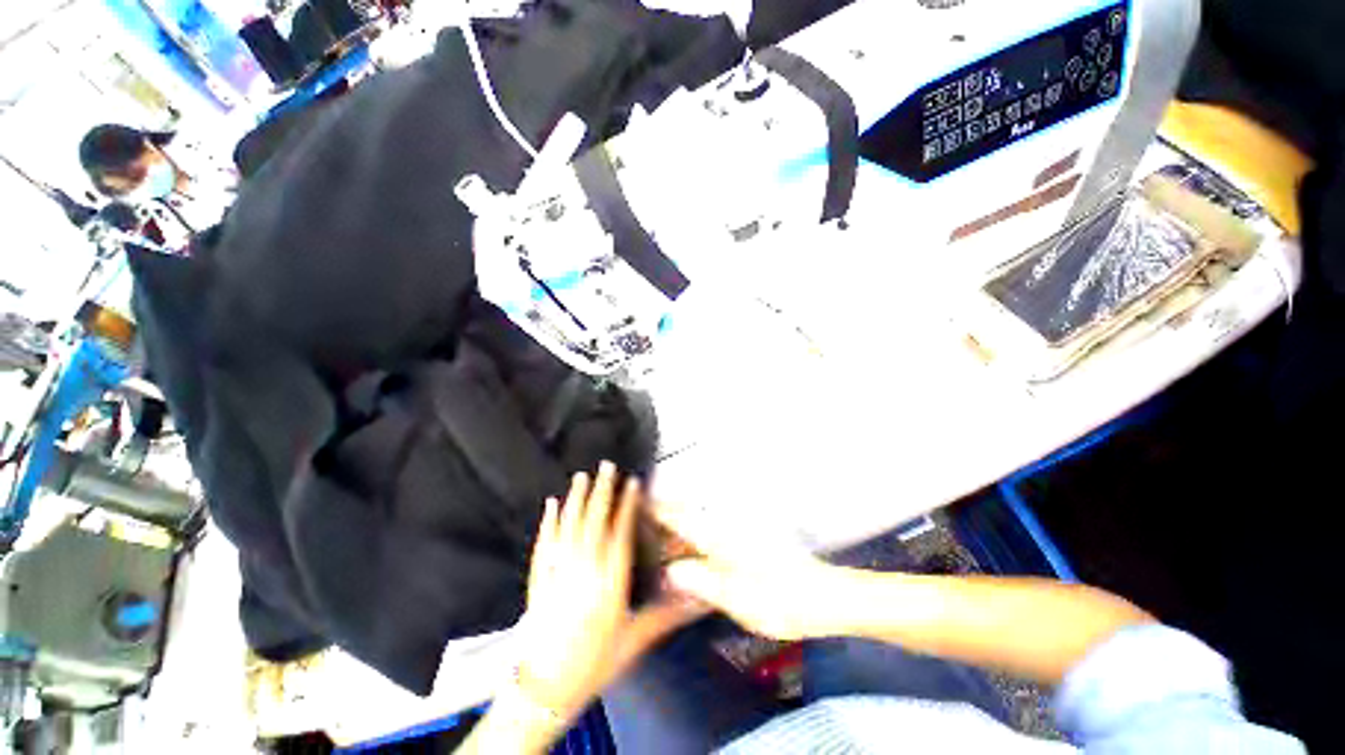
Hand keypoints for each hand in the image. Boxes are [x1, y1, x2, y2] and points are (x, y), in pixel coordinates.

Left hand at [516, 463, 704, 722]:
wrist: (544, 689)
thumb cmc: (594, 663)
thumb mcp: (635, 640)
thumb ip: (667, 616)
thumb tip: (699, 602)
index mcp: (609, 582)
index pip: (620, 533)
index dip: (627, 505)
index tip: (632, 483)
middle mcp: (584, 569)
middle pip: (594, 520)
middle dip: (602, 490)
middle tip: (606, 465)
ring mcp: (557, 571)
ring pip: (569, 525)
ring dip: (576, 498)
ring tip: (582, 475)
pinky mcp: (538, 578)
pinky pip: (544, 542)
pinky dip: (548, 521)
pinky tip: (551, 504)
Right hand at [654, 498, 847, 640]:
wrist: (825, 597)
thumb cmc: (781, 599)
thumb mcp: (735, 597)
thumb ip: (699, 581)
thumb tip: (670, 571)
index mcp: (721, 535)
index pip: (680, 516)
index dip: (657, 510)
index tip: (638, 504)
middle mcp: (729, 526)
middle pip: (689, 516)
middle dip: (666, 519)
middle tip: (645, 531)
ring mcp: (741, 531)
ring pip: (701, 525)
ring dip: (682, 532)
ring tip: (664, 548)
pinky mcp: (751, 540)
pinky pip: (715, 534)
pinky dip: (699, 541)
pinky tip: (696, 559)